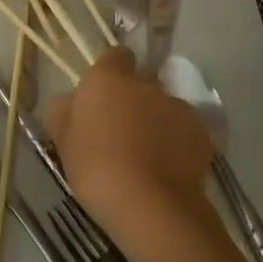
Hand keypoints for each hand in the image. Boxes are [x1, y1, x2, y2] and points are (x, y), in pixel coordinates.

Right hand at [45, 48, 220, 261]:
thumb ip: (62, 114)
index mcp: (107, 79)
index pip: (114, 56)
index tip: (102, 96)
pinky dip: (175, 141)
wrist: (152, 205)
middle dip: (131, 101)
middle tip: (118, 133)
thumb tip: (66, 101)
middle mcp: (145, 84)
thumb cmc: (97, 169)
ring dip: (154, 121)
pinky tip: (166, 168)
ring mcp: (177, 105)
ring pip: (162, 106)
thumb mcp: (64, 144)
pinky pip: (183, 129)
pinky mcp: (201, 131)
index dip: (109, 72)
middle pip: (139, 83)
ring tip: (145, 156)